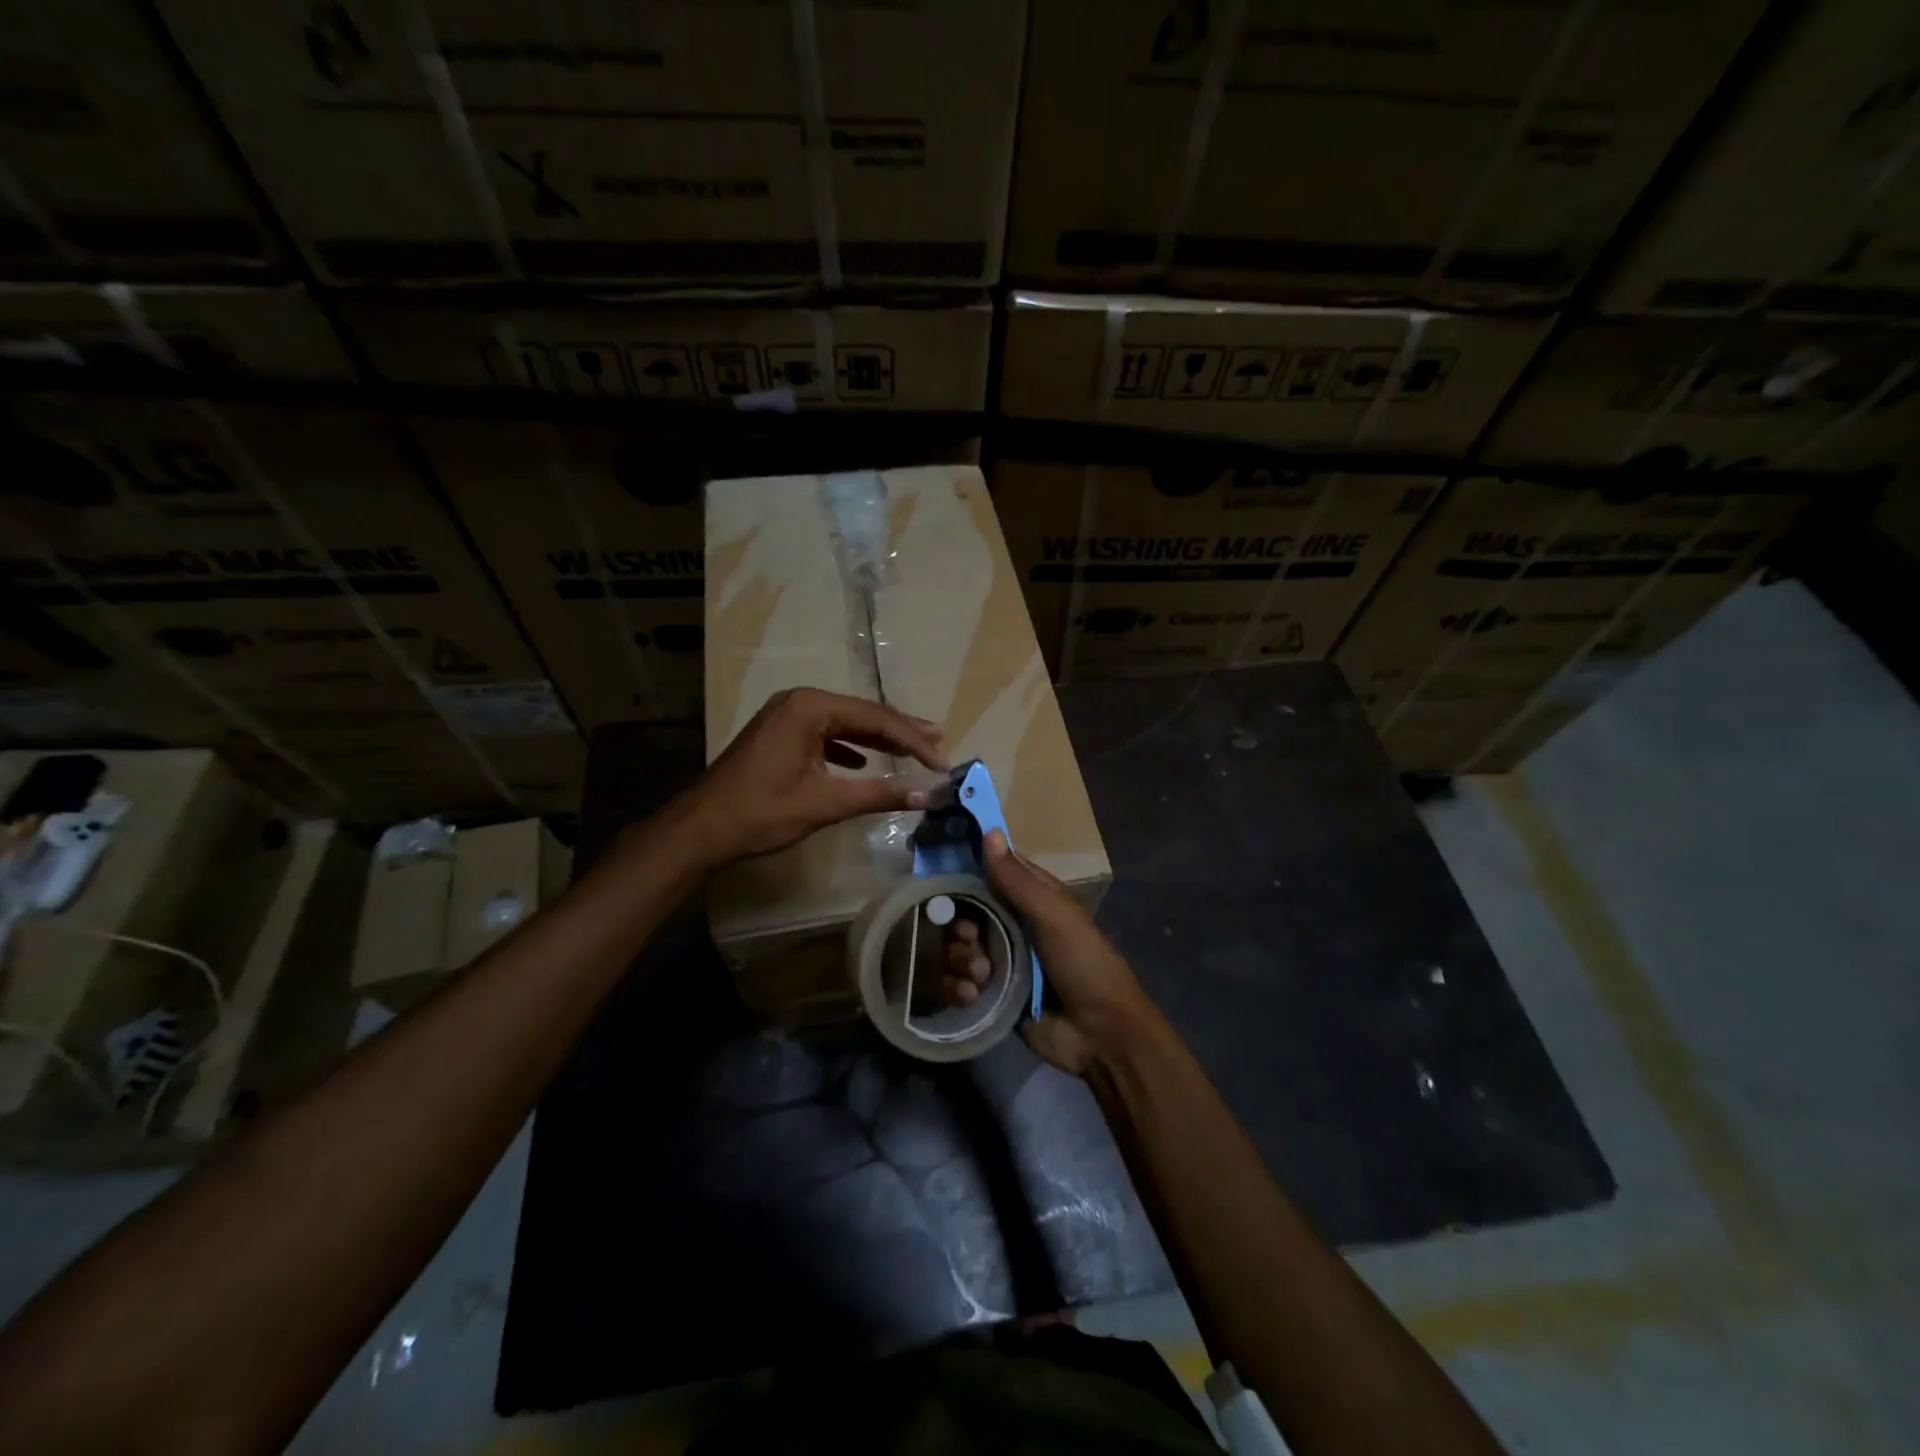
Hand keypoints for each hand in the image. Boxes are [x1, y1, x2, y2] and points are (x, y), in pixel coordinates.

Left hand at [677, 688, 945, 866]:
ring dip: (876, 738)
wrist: (701, 828)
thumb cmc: (763, 812)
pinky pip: (824, 733)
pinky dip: (848, 746)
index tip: (941, 760)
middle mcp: (799, 701)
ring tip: (913, 748)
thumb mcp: (825, 804)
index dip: (912, 740)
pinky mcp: (779, 734)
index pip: (875, 718)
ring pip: (844, 723)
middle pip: (862, 714)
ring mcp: (786, 715)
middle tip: (938, 740)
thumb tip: (927, 794)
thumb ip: (879, 795)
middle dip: (900, 731)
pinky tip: (863, 762)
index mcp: (810, 708)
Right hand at [944, 828, 1154, 1075]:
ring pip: (956, 947)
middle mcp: (1011, 924)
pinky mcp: (989, 995)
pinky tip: (971, 996)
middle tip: (970, 938)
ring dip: (959, 959)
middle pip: (964, 911)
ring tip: (979, 975)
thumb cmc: (1084, 964)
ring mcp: (999, 960)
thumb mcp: (1055, 916)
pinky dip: (957, 987)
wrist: (1100, 1036)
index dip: (965, 867)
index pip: (991, 871)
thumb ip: (1019, 880)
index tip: (937, 867)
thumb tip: (989, 831)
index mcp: (1031, 898)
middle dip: (959, 926)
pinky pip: (956, 982)